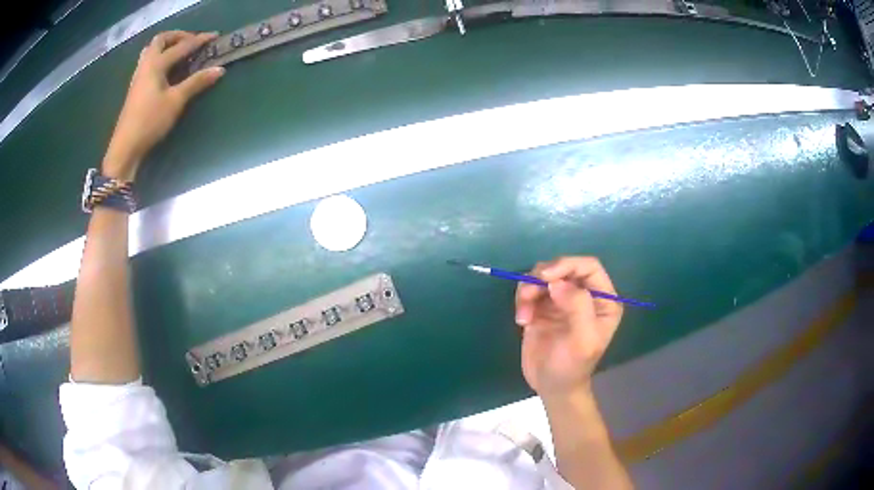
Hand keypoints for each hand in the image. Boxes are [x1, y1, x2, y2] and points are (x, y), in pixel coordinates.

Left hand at [103, 31, 224, 180]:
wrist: (126, 147)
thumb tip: (219, 69)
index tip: (214, 36)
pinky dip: (159, 57)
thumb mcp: (176, 101)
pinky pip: (148, 62)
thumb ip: (196, 83)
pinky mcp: (136, 88)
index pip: (181, 46)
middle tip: (191, 41)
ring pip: (151, 50)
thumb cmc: (150, 121)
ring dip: (166, 46)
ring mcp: (138, 76)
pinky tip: (166, 69)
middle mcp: (146, 65)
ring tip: (179, 52)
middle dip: (177, 36)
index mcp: (156, 64)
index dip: (199, 40)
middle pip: (160, 40)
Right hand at [515, 257, 622, 399]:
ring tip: (524, 314)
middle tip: (528, 294)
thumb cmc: (573, 366)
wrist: (551, 387)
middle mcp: (584, 295)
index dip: (568, 265)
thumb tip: (557, 282)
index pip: (589, 266)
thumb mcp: (582, 340)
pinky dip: (523, 300)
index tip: (546, 277)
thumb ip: (577, 306)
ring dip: (529, 289)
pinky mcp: (542, 307)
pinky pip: (530, 290)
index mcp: (603, 300)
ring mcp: (562, 300)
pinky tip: (522, 320)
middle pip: (563, 267)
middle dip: (543, 276)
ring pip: (543, 276)